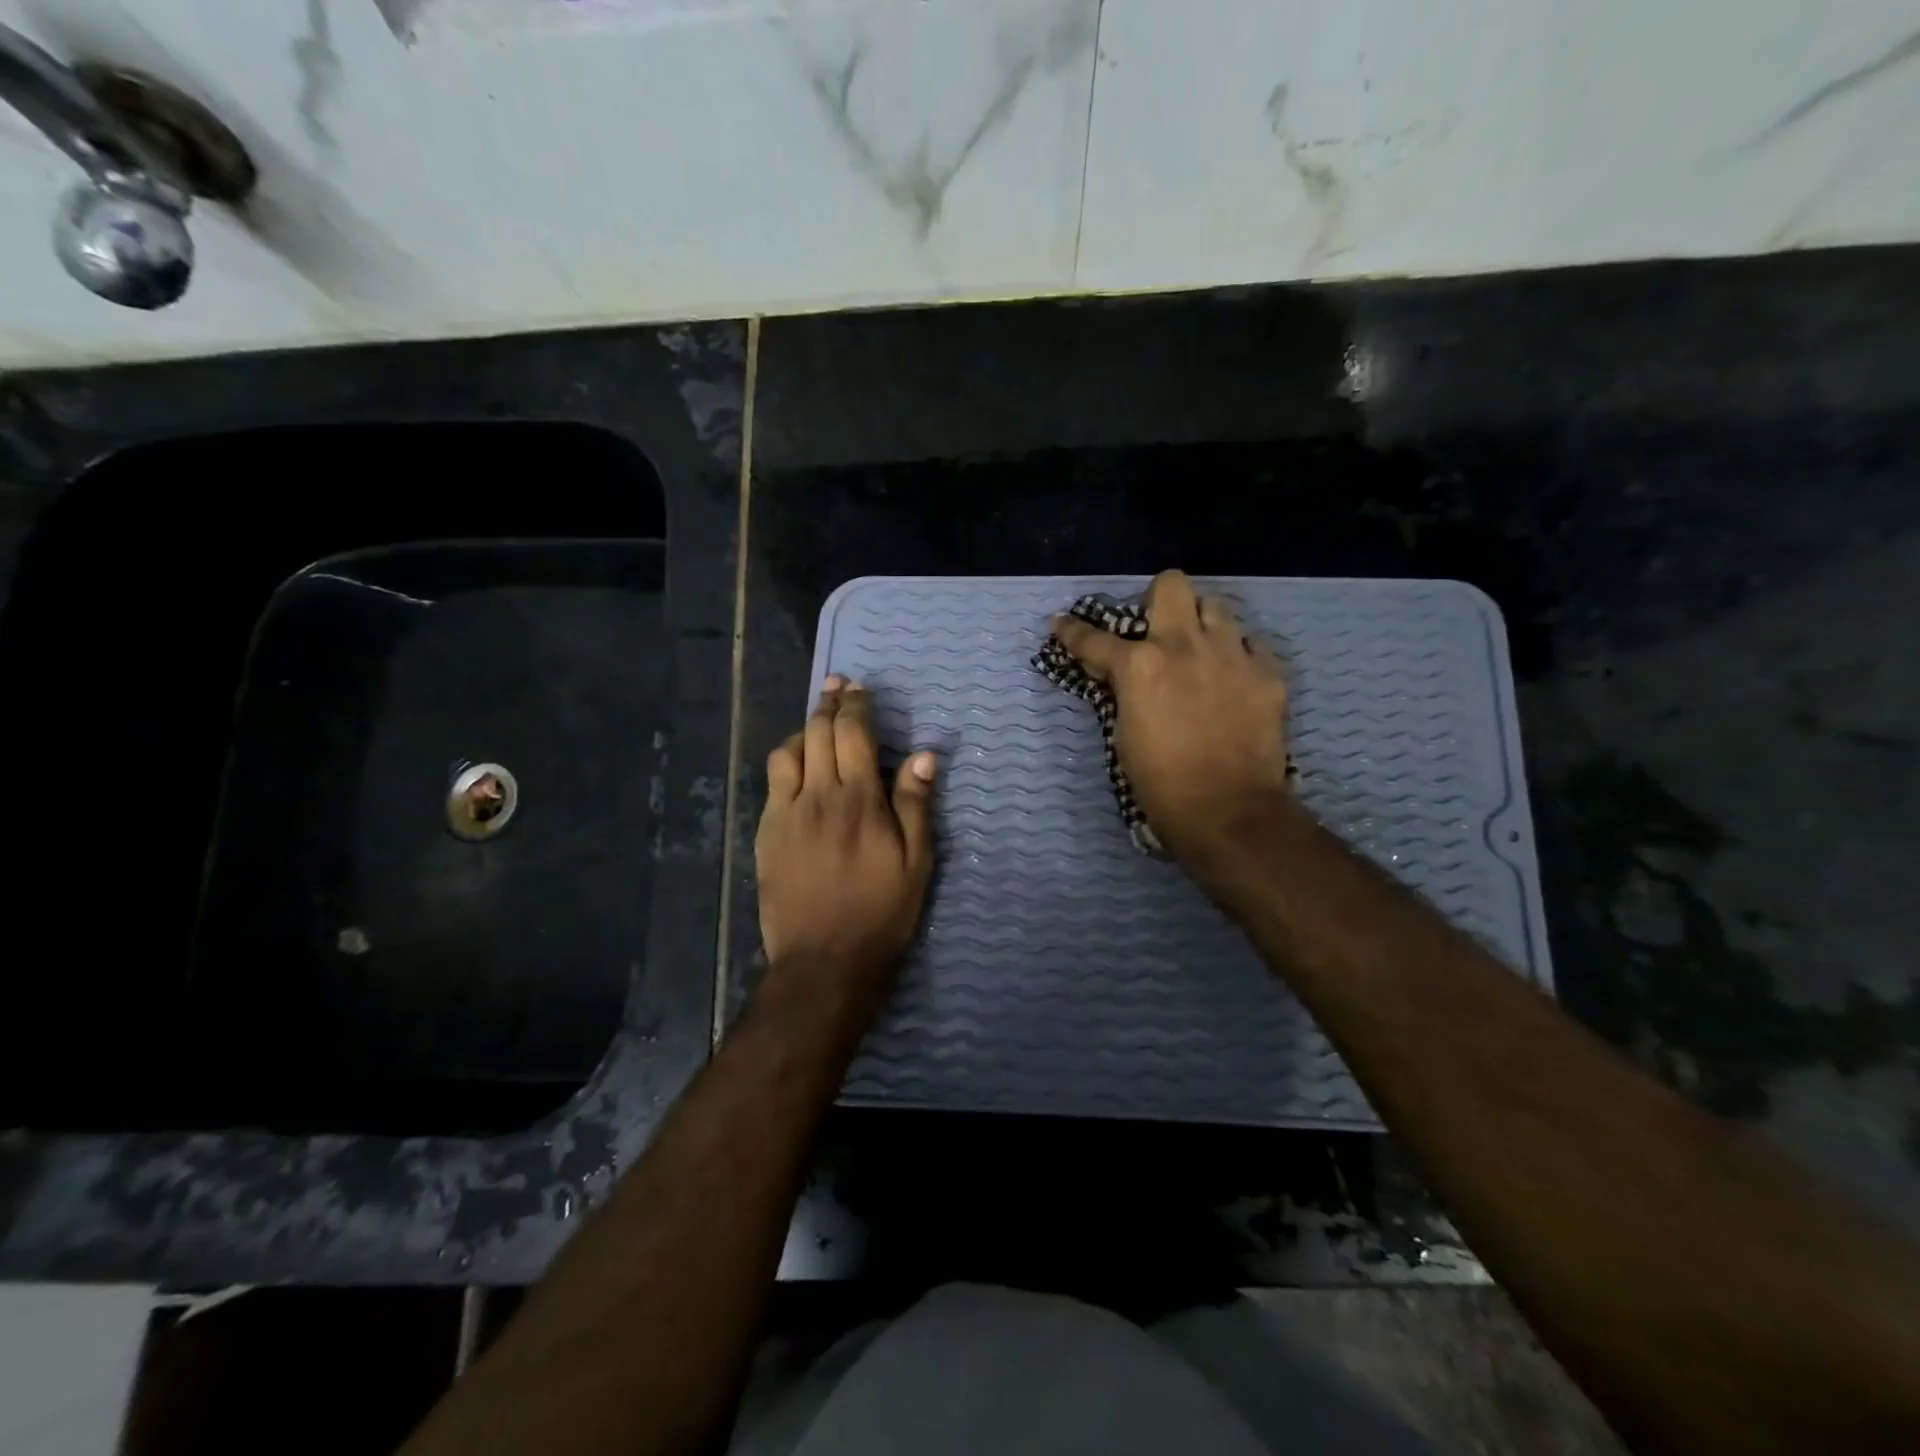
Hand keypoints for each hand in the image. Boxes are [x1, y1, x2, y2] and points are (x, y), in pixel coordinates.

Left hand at [756, 676, 937, 978]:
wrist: (824, 960)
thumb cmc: (881, 913)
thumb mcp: (916, 863)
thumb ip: (916, 804)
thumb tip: (923, 754)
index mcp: (860, 800)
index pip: (853, 734)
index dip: (855, 704)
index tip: (858, 687)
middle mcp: (818, 796)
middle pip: (818, 733)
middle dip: (828, 704)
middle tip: (837, 686)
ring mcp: (786, 813)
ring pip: (788, 751)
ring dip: (803, 730)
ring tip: (816, 726)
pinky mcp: (766, 832)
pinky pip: (772, 781)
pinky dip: (786, 761)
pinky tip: (796, 767)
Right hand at [1051, 569, 1288, 870]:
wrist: (1228, 812)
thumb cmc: (1161, 783)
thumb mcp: (1123, 735)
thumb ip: (1122, 692)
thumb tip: (1118, 674)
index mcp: (1140, 666)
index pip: (1093, 638)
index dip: (1072, 631)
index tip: (1061, 624)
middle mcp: (1185, 646)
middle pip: (1172, 585)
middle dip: (1157, 599)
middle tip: (1155, 628)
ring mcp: (1233, 655)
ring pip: (1217, 606)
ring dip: (1201, 623)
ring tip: (1199, 651)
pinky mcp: (1268, 674)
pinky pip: (1252, 644)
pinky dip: (1238, 655)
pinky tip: (1232, 678)